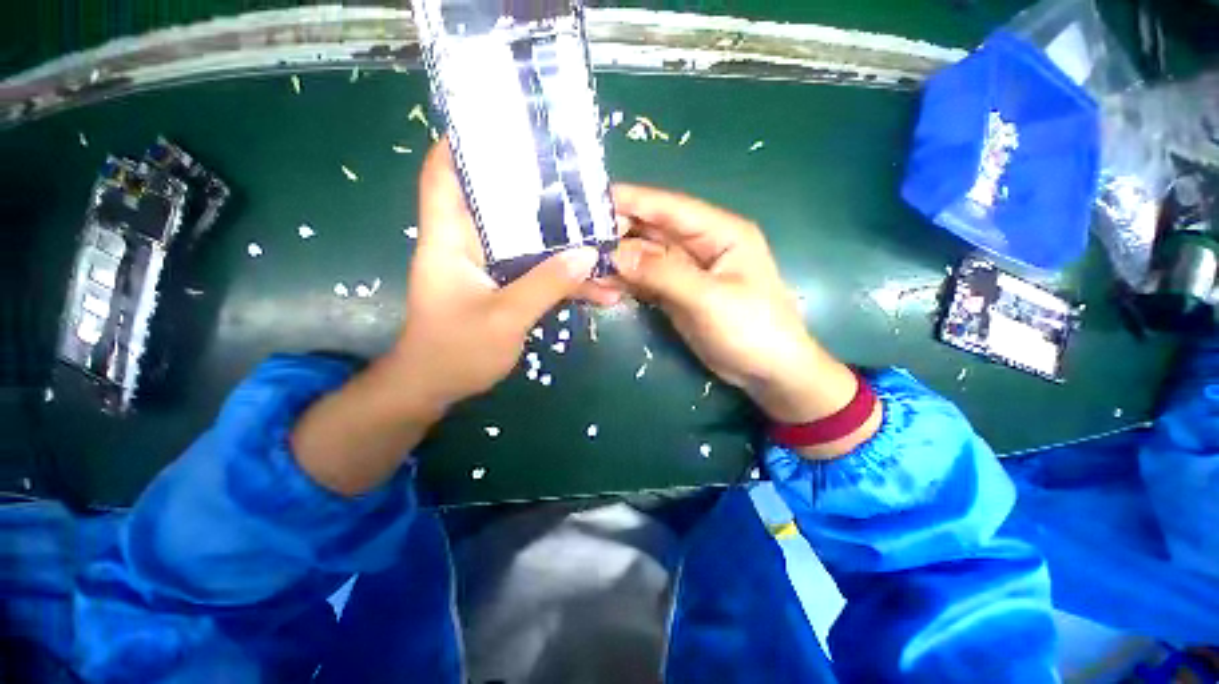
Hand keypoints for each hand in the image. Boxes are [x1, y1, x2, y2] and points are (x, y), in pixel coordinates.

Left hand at [390, 142, 618, 409]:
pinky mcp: (502, 288)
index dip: (463, 145)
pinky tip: (594, 284)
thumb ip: (546, 285)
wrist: (437, 388)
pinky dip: (560, 276)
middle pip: (497, 204)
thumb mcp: (505, 318)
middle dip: (533, 191)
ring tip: (598, 233)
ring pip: (525, 242)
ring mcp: (487, 269)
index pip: (443, 175)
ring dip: (559, 242)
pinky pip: (534, 272)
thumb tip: (588, 254)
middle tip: (574, 181)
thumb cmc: (456, 352)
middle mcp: (466, 246)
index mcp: (448, 240)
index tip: (502, 129)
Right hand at [610, 185, 878, 456]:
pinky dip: (627, 280)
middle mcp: (701, 245)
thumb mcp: (709, 299)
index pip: (668, 207)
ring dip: (618, 259)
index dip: (631, 200)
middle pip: (652, 230)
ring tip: (583, 262)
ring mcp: (687, 270)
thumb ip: (663, 273)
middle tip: (576, 237)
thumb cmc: (752, 329)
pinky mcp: (677, 293)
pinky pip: (646, 279)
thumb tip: (616, 253)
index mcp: (719, 232)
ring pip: (645, 256)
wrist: (768, 371)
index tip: (590, 199)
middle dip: (617, 232)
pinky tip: (604, 283)